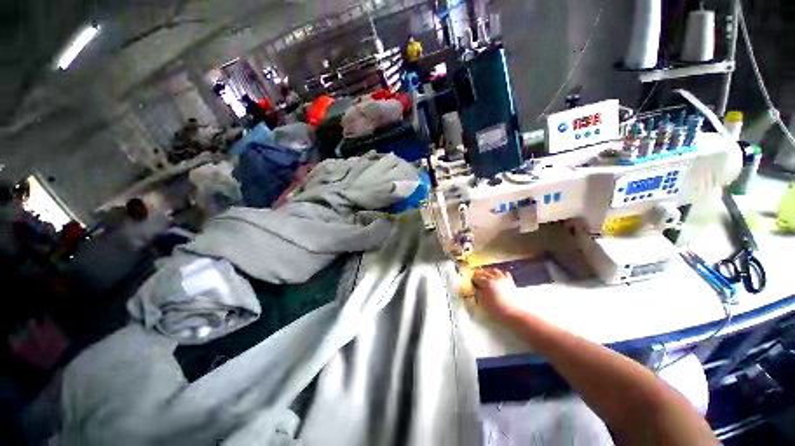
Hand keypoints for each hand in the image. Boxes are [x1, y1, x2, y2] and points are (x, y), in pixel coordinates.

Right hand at [471, 268, 520, 320]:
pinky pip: (504, 273)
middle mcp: (495, 278)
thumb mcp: (483, 302)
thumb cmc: (497, 310)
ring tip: (485, 274)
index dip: (472, 279)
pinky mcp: (510, 282)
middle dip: (478, 274)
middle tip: (475, 277)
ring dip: (488, 271)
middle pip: (484, 272)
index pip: (477, 277)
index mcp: (487, 283)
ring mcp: (504, 279)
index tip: (470, 282)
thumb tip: (476, 288)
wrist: (514, 315)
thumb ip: (478, 293)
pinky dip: (499, 273)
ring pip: (494, 270)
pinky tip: (497, 276)